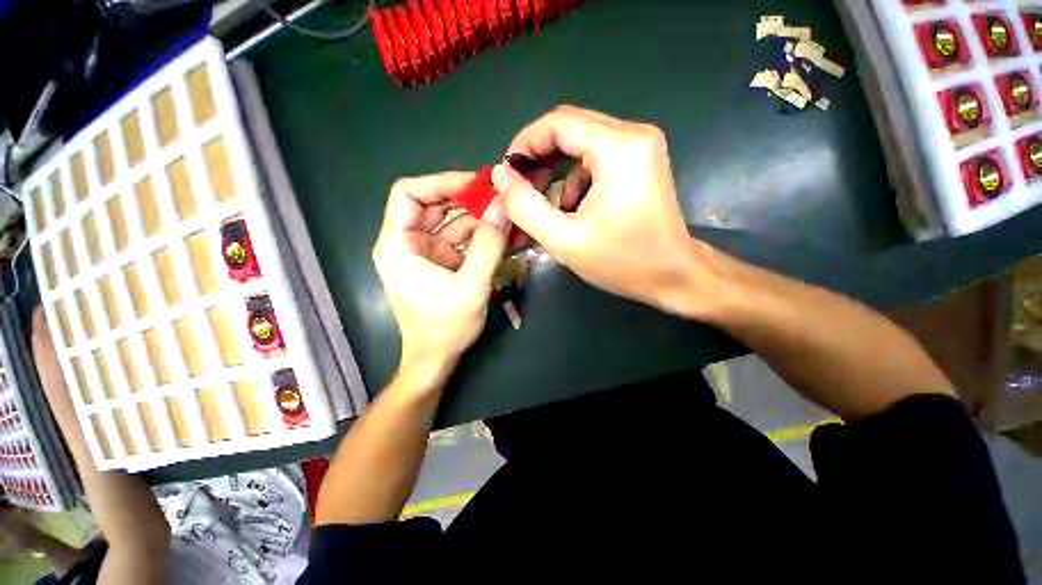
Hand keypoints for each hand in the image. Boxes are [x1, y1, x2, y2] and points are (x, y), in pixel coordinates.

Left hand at [373, 172, 508, 385]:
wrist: (437, 359)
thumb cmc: (445, 327)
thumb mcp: (471, 286)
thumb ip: (488, 246)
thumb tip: (503, 207)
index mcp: (398, 245)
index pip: (409, 193)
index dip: (441, 183)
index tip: (477, 183)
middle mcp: (408, 243)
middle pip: (434, 205)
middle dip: (468, 200)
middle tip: (501, 198)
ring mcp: (427, 252)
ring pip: (452, 222)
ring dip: (480, 219)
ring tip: (510, 215)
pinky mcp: (442, 262)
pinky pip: (461, 241)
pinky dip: (481, 237)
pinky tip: (504, 234)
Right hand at [492, 105, 721, 316]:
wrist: (674, 275)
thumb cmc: (622, 262)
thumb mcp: (564, 240)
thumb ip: (525, 207)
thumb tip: (501, 177)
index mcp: (618, 148)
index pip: (558, 122)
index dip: (524, 144)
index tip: (506, 174)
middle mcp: (633, 135)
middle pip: (569, 128)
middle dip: (537, 157)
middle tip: (518, 190)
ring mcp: (640, 146)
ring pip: (581, 142)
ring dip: (554, 167)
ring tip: (540, 201)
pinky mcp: (641, 161)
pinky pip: (596, 156)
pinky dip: (574, 176)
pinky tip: (569, 205)